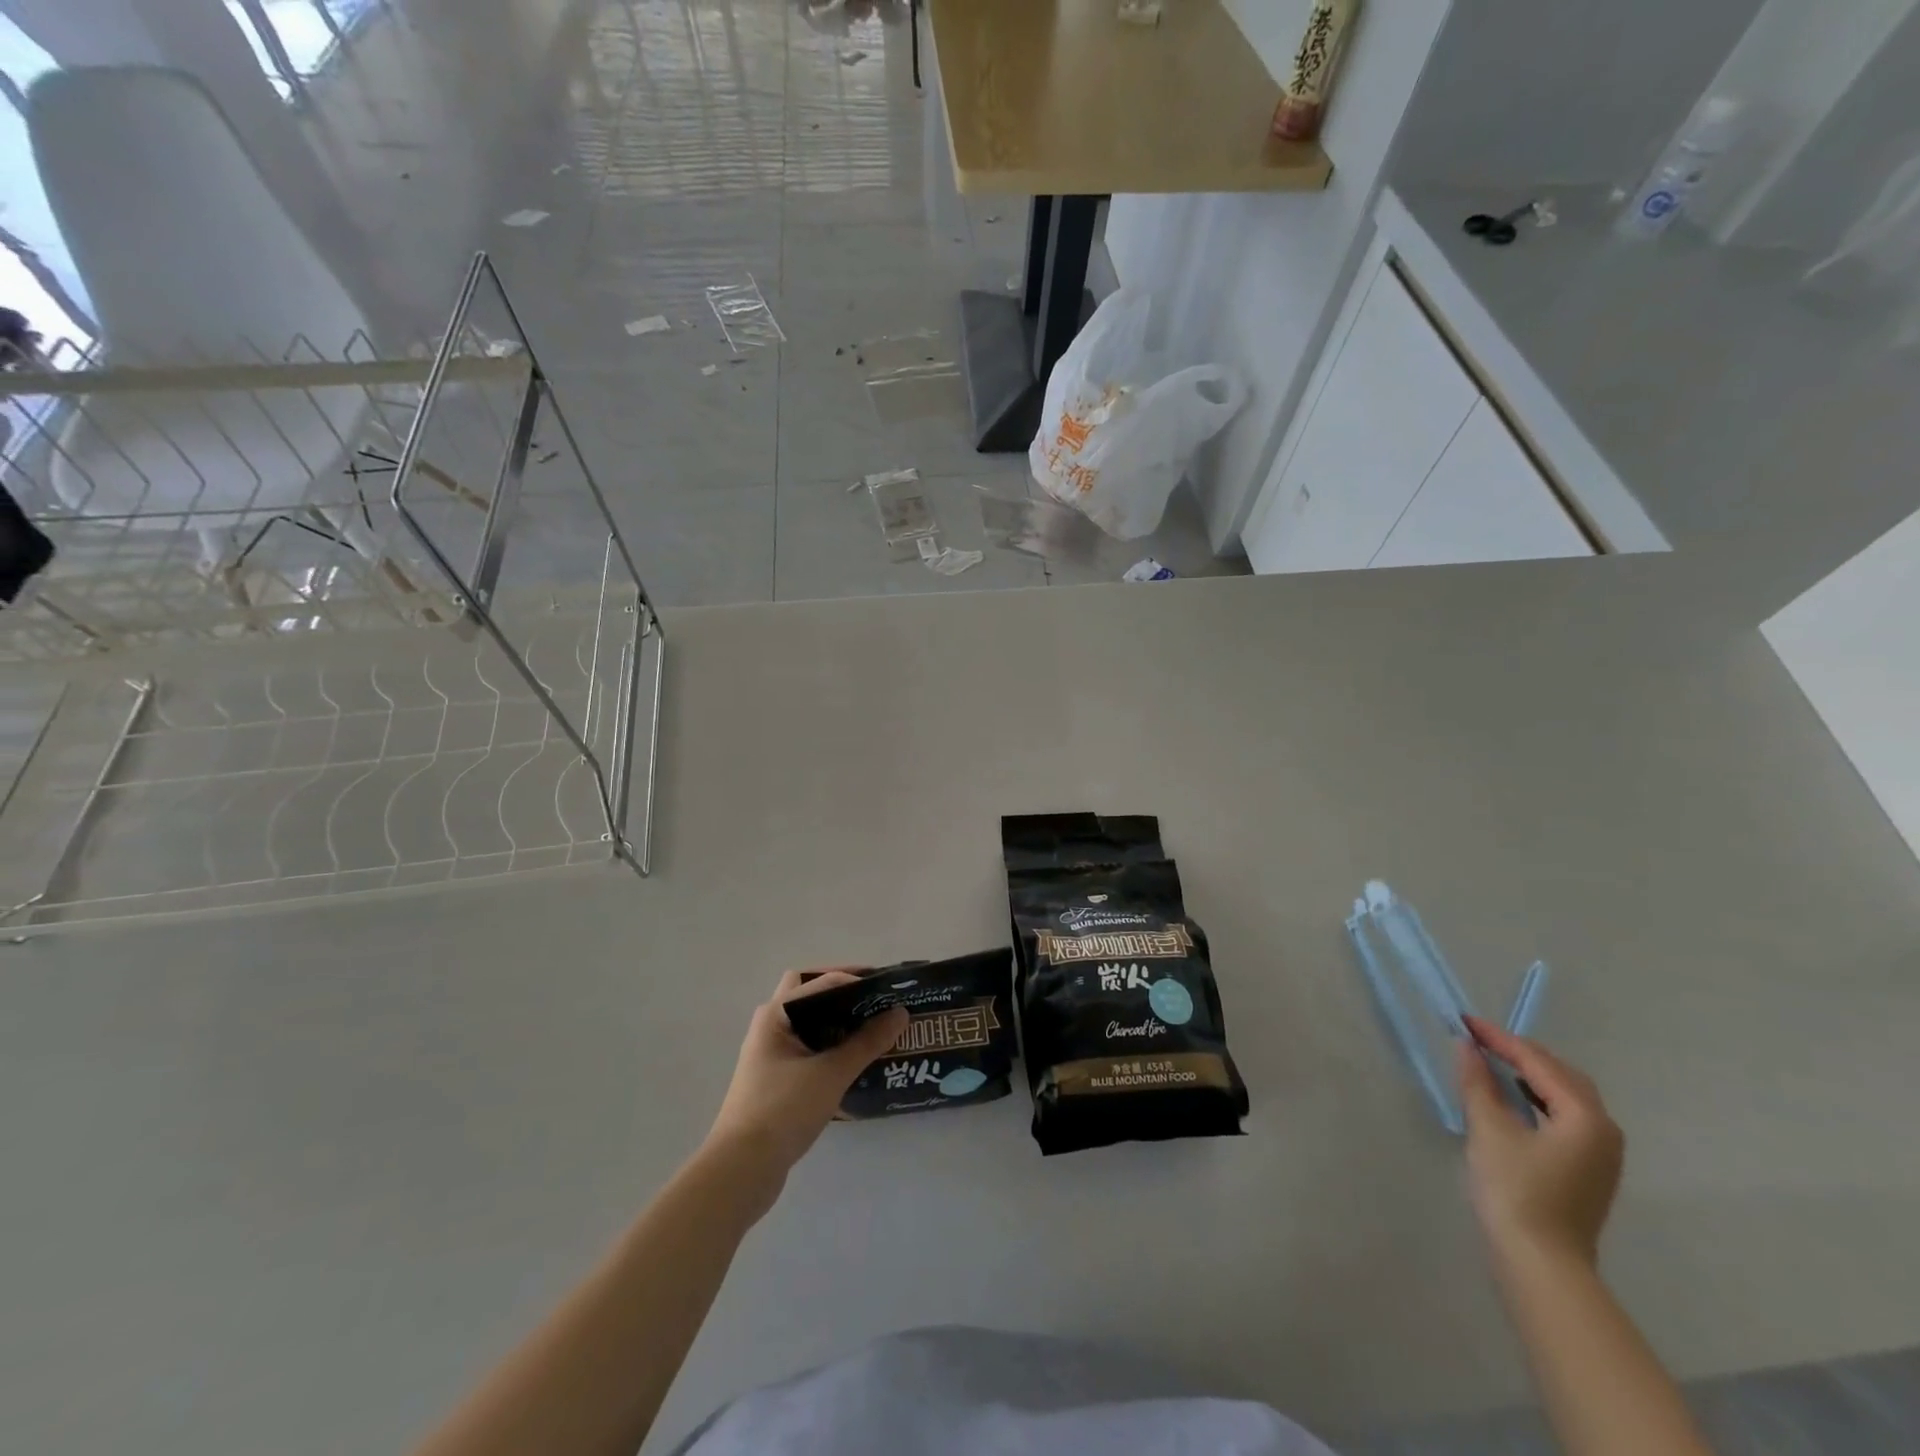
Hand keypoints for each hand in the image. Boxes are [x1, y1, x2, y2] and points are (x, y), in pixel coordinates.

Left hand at [704, 970, 908, 1210]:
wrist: (741, 1171)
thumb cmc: (783, 1110)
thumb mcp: (831, 1074)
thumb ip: (867, 1042)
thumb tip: (900, 1013)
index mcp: (776, 1015)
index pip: (822, 981)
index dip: (856, 980)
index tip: (887, 988)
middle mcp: (770, 1026)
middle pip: (809, 994)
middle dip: (841, 992)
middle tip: (873, 1001)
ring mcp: (770, 1054)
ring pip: (808, 1023)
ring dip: (837, 1020)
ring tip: (872, 1028)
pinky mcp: (776, 1080)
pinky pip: (808, 1049)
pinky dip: (830, 1046)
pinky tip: (855, 1061)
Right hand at [1457, 1016, 1623, 1270]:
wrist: (1541, 1263)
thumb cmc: (1514, 1190)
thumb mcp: (1488, 1129)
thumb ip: (1477, 1082)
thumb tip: (1466, 1045)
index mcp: (1585, 1116)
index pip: (1538, 1063)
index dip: (1500, 1039)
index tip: (1465, 1021)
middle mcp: (1605, 1130)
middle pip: (1561, 1075)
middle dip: (1520, 1053)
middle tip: (1479, 1039)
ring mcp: (1602, 1153)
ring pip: (1566, 1096)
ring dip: (1530, 1075)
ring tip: (1492, 1062)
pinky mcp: (1589, 1169)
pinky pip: (1566, 1116)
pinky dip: (1538, 1098)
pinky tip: (1512, 1099)